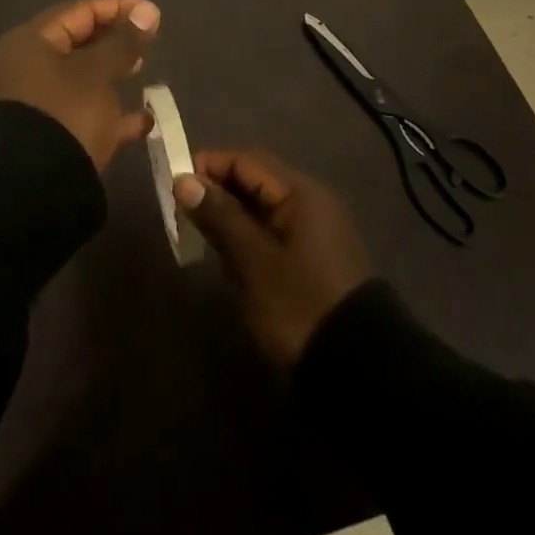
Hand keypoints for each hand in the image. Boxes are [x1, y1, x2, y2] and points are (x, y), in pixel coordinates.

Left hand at [0, 0, 160, 171]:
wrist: (37, 189)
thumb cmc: (67, 113)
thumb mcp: (98, 72)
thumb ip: (124, 41)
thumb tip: (147, 12)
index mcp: (32, 42)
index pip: (79, 10)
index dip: (118, 7)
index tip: (152, 12)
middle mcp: (28, 66)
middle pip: (78, 41)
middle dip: (115, 39)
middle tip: (148, 39)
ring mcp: (37, 102)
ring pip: (82, 77)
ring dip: (113, 73)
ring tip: (142, 70)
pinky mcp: (49, 134)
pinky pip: (84, 112)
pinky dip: (110, 112)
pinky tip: (143, 121)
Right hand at [175, 148, 371, 366]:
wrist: (358, 372)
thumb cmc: (300, 306)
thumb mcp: (254, 261)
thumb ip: (219, 216)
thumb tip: (184, 180)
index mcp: (301, 193)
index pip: (246, 161)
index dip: (209, 166)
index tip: (175, 185)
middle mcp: (310, 202)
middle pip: (254, 181)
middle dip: (217, 193)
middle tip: (183, 215)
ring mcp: (314, 231)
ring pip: (261, 208)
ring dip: (230, 218)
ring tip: (201, 239)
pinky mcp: (313, 258)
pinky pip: (272, 232)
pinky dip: (247, 238)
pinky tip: (229, 260)